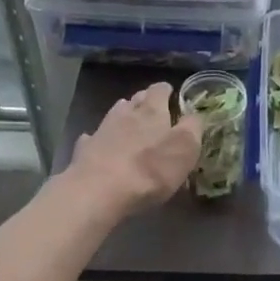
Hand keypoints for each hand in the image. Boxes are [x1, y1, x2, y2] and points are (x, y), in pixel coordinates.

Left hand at [62, 82, 202, 216]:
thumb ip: (192, 127)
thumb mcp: (185, 148)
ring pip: (114, 114)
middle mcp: (126, 113)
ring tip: (130, 123)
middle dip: (145, 101)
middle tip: (153, 109)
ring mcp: (102, 130)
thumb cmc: (150, 169)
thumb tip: (194, 115)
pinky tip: (101, 144)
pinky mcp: (85, 150)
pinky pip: (94, 138)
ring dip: (123, 115)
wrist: (99, 191)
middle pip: (136, 99)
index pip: (159, 89)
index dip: (166, 90)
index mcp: (152, 111)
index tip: (171, 94)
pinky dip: (99, 138)